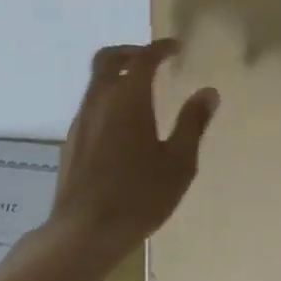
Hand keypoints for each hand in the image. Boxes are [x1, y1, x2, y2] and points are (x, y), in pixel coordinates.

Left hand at [50, 40, 217, 254]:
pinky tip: (123, 126)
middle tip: (153, 60)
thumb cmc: (139, 196)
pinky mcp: (71, 141)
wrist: (84, 232)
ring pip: (96, 82)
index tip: (176, 47)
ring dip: (117, 76)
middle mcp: (99, 100)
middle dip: (131, 52)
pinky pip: (90, 105)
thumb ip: (193, 123)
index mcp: (128, 98)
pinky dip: (108, 99)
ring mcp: (81, 120)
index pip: (143, 58)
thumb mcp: (179, 162)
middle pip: (108, 59)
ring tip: (141, 93)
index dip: (160, 48)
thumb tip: (208, 92)